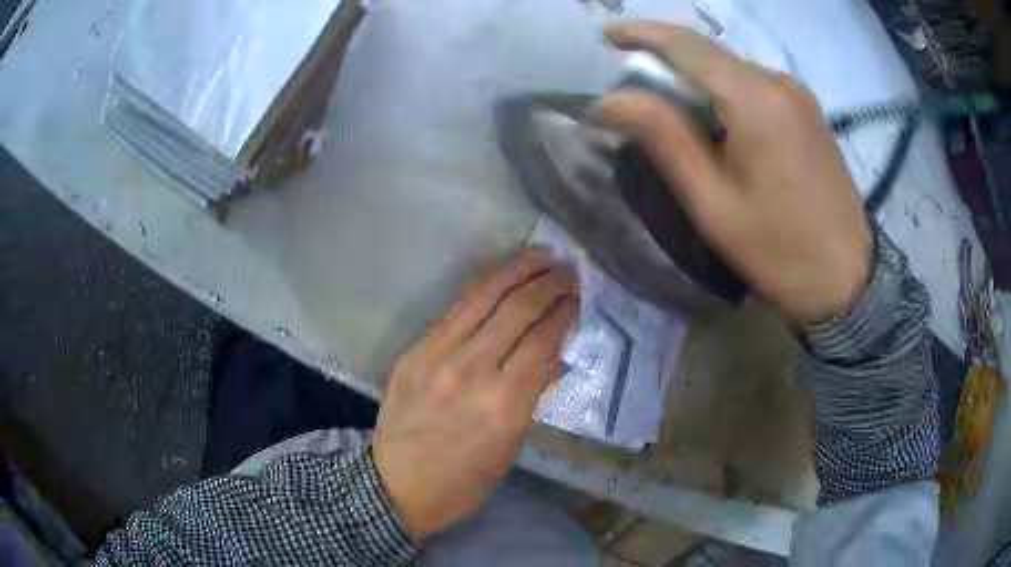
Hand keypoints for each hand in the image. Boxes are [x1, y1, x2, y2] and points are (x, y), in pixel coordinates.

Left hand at [372, 251, 578, 540]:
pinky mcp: (414, 350)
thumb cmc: (465, 479)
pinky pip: (455, 310)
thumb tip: (556, 354)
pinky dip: (483, 288)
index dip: (564, 310)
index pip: (542, 339)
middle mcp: (471, 371)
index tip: (578, 295)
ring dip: (516, 271)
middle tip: (567, 269)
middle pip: (516, 309)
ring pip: (483, 297)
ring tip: (540, 256)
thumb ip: (534, 393)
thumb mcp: (511, 445)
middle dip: (547, 282)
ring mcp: (436, 356)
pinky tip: (500, 278)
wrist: (397, 485)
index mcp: (503, 404)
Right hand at [597, 21, 871, 323]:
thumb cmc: (778, 250)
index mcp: (755, 98)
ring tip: (670, 109)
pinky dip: (724, 93)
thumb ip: (663, 137)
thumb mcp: (711, 201)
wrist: (846, 279)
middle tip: (632, 84)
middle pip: (710, 54)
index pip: (687, 45)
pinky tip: (715, 122)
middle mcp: (779, 82)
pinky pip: (754, 86)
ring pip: (732, 69)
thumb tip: (609, 99)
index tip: (606, 36)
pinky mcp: (808, 111)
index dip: (642, 33)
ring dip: (696, 79)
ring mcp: (798, 95)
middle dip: (666, 60)